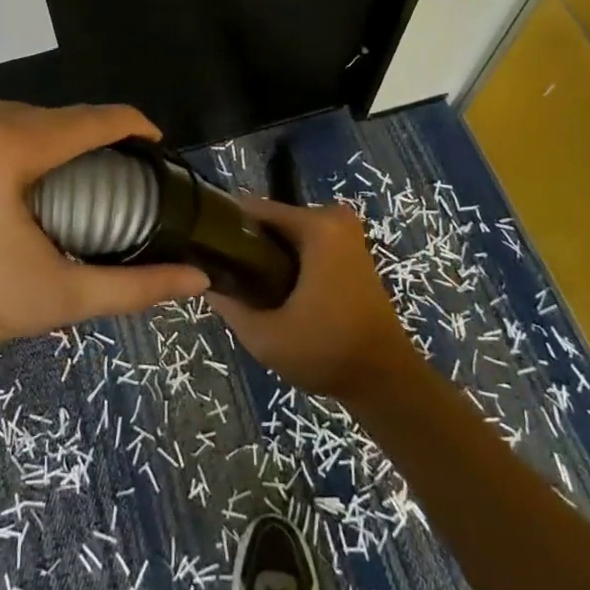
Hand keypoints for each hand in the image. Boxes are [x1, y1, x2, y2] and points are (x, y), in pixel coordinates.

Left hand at [0, 96, 208, 378]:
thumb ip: (130, 286)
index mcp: (2, 146)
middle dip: (75, 143)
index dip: (130, 126)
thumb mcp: (49, 299)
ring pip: (4, 113)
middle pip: (45, 116)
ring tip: (35, 183)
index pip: (89, 119)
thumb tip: (196, 277)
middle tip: (87, 183)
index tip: (151, 143)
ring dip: (29, 139)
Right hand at [209, 195, 418, 402]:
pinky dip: (289, 260)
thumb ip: (229, 305)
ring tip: (248, 288)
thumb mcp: (267, 336)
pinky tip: (275, 289)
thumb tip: (204, 281)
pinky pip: (306, 242)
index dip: (226, 229)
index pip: (255, 210)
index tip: (206, 253)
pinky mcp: (351, 249)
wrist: (386, 380)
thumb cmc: (327, 352)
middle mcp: (334, 218)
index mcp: (317, 226)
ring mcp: (346, 232)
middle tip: (228, 279)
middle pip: (272, 220)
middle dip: (248, 245)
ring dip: (268, 254)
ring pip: (288, 233)